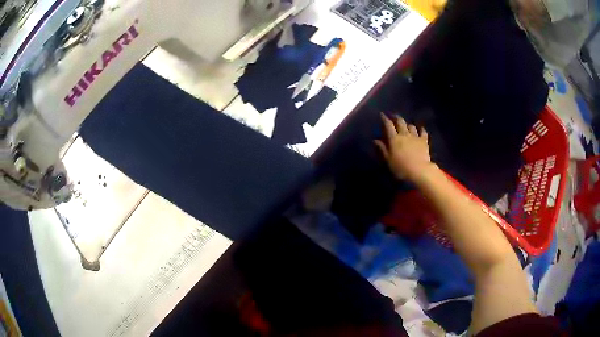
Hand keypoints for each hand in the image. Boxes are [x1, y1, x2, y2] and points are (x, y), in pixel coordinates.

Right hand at [375, 113, 432, 182]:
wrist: (419, 171)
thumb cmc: (401, 167)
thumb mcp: (388, 160)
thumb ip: (382, 149)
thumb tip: (375, 140)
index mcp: (394, 138)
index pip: (388, 125)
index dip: (384, 119)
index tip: (382, 114)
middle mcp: (404, 134)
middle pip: (400, 122)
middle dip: (396, 117)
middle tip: (394, 116)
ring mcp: (415, 137)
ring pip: (411, 126)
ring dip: (408, 125)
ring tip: (406, 125)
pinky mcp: (424, 141)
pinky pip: (423, 133)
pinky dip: (421, 130)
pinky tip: (421, 129)